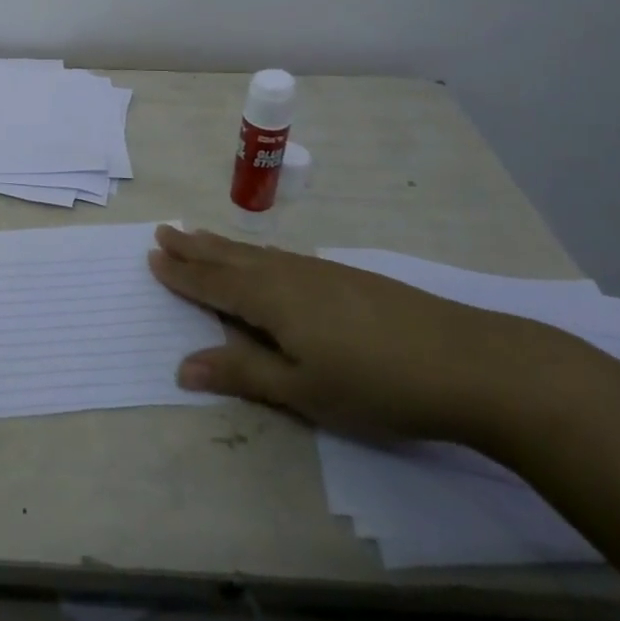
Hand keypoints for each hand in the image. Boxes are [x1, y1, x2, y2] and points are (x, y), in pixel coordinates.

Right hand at [148, 225, 567, 445]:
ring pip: (257, 253)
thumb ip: (242, 373)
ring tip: (200, 234)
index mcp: (270, 299)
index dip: (182, 273)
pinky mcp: (347, 277)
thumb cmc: (375, 383)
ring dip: (222, 245)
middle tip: (164, 230)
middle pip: (231, 257)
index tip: (152, 255)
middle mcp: (288, 274)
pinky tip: (264, 259)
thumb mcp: (302, 390)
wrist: (467, 362)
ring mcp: (320, 272)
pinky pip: (281, 257)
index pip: (213, 283)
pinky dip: (256, 253)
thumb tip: (182, 367)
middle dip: (195, 247)